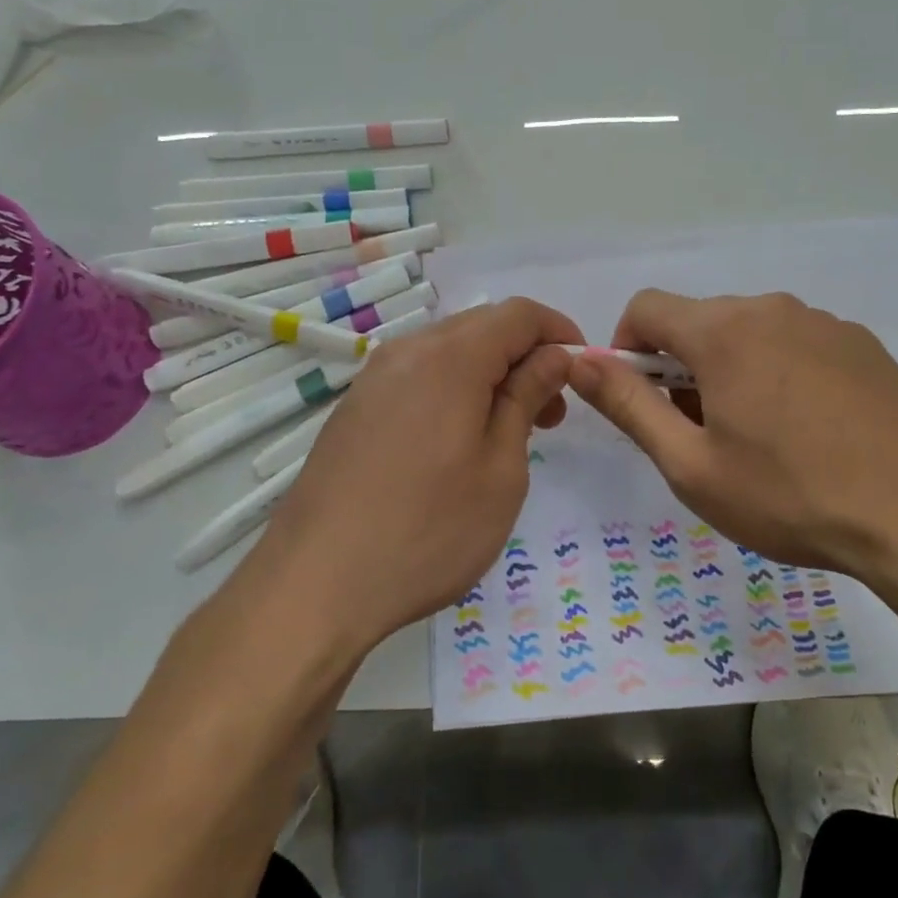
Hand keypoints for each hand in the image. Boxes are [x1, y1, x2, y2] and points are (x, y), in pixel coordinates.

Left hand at [253, 298, 583, 654]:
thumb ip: (526, 398)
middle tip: (550, 415)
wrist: (315, 583)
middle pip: (483, 327)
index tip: (581, 372)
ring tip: (509, 433)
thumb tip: (553, 356)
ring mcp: (374, 378)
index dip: (559, 332)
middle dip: (527, 357)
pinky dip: (454, 390)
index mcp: (450, 357)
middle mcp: (407, 351)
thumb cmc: (428, 530)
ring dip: (490, 376)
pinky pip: (419, 377)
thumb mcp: (500, 468)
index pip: (519, 314)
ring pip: (449, 352)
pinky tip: (459, 443)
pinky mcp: (356, 407)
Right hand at [568, 290, 897, 584]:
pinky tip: (810, 432)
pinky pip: (797, 344)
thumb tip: (578, 363)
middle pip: (700, 321)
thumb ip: (628, 406)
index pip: (647, 307)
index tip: (643, 401)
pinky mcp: (863, 345)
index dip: (626, 349)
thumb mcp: (691, 465)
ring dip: (731, 371)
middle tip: (701, 435)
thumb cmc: (791, 495)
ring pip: (750, 333)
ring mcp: (824, 323)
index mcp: (723, 331)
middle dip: (681, 367)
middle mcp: (772, 309)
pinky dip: (779, 373)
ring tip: (759, 439)